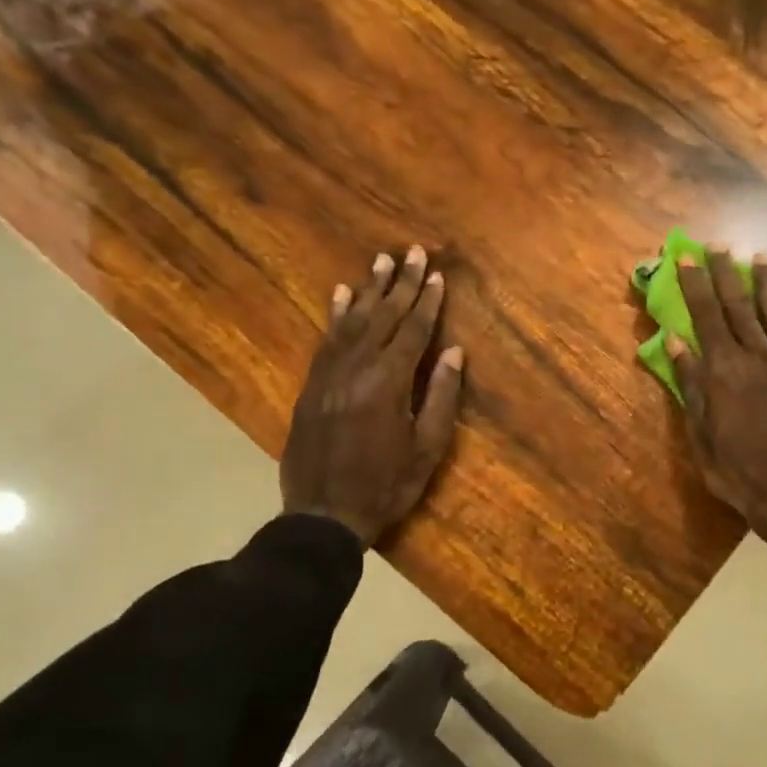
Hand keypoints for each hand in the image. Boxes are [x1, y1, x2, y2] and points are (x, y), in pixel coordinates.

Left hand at [280, 245, 464, 546]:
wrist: (324, 514)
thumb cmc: (385, 486)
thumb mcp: (427, 449)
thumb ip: (442, 396)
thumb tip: (454, 351)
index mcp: (389, 383)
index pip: (413, 332)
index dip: (428, 302)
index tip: (437, 275)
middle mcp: (357, 368)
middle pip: (383, 317)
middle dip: (401, 284)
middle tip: (413, 252)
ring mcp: (329, 375)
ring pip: (352, 322)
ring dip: (370, 290)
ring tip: (382, 261)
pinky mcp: (311, 385)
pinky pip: (326, 340)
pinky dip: (336, 315)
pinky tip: (342, 294)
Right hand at [670, 248, 766, 570]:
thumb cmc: (735, 470)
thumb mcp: (700, 433)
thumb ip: (691, 384)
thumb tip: (676, 340)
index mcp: (724, 372)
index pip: (706, 317)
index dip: (695, 284)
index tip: (684, 256)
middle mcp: (757, 359)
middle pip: (739, 308)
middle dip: (726, 274)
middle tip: (719, 246)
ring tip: (762, 259)